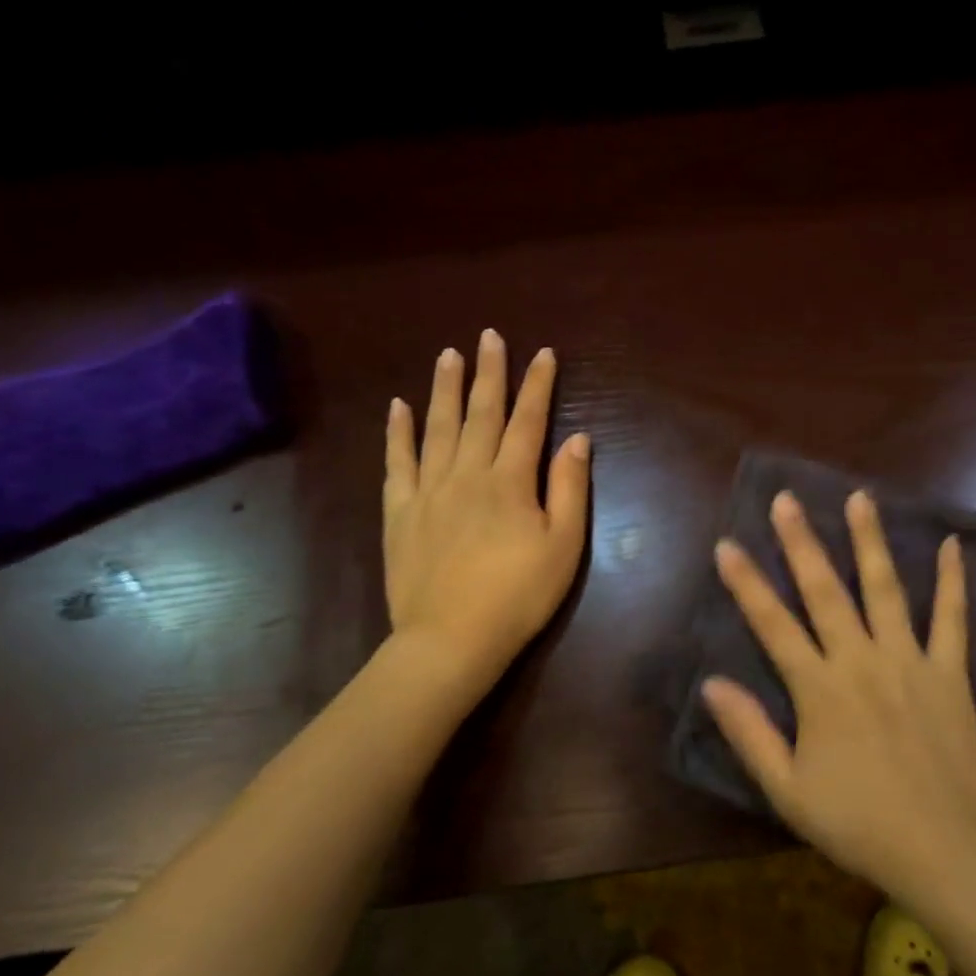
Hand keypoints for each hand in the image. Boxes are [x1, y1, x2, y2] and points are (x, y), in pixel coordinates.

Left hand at [382, 329, 589, 710]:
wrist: (451, 638)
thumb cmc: (518, 595)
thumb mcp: (563, 546)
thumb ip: (569, 488)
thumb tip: (577, 438)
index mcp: (510, 481)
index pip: (528, 421)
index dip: (538, 385)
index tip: (544, 354)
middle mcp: (467, 473)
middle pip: (481, 414)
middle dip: (489, 373)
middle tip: (490, 336)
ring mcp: (428, 490)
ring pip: (437, 427)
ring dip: (445, 388)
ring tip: (449, 354)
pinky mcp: (400, 512)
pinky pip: (397, 462)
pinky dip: (398, 432)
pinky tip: (399, 407)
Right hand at [700, 490, 975, 900]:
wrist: (944, 849)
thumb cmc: (858, 823)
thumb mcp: (788, 789)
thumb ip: (749, 733)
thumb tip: (712, 683)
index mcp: (819, 689)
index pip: (772, 624)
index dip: (746, 583)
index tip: (727, 544)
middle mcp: (861, 660)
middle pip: (825, 591)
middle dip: (802, 542)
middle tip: (788, 499)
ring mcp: (910, 660)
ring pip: (886, 589)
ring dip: (870, 541)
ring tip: (861, 498)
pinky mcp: (950, 673)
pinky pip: (952, 618)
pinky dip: (952, 581)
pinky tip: (951, 543)